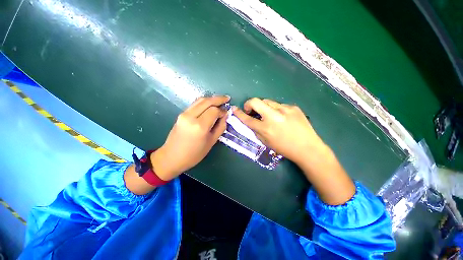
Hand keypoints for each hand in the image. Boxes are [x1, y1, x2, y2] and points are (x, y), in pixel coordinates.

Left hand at [151, 96, 229, 180]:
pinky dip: (204, 102)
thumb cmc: (194, 154)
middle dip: (218, 99)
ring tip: (220, 100)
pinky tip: (210, 105)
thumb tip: (225, 116)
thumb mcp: (211, 142)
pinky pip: (195, 104)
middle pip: (207, 101)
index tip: (227, 112)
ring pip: (200, 100)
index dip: (222, 110)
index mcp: (200, 126)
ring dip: (211, 99)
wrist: (171, 157)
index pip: (214, 110)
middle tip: (227, 98)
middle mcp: (191, 116)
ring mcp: (184, 114)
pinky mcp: (181, 114)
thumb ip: (220, 127)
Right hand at [232, 98, 326, 164]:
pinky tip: (283, 117)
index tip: (234, 109)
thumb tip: (251, 121)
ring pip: (267, 101)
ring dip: (264, 107)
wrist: (308, 148)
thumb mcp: (266, 142)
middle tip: (251, 110)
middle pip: (255, 101)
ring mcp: (285, 109)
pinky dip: (276, 110)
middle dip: (249, 104)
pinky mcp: (293, 107)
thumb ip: (256, 130)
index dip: (239, 113)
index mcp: (265, 128)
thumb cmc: (284, 148)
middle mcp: (273, 116)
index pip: (247, 119)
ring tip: (269, 115)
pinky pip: (279, 105)